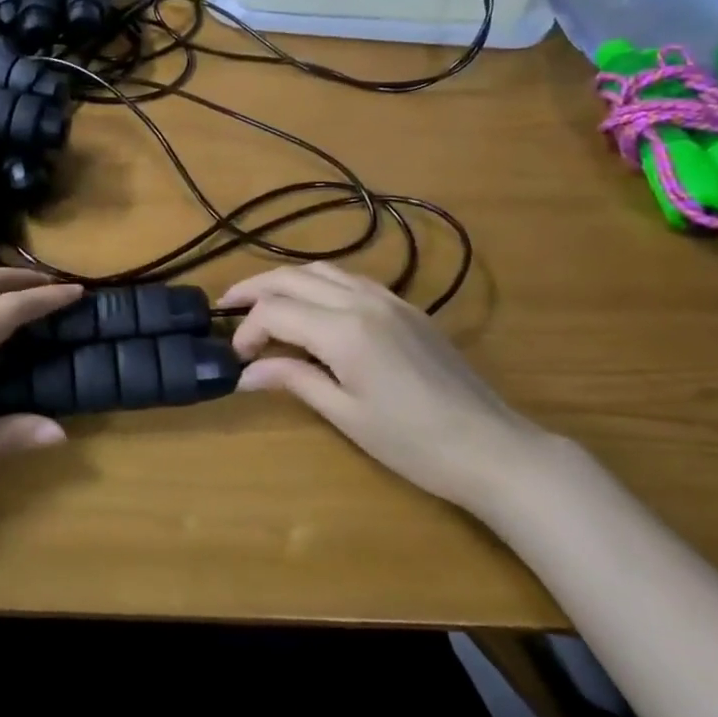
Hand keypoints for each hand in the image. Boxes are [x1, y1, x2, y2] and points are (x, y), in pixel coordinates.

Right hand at [217, 263, 550, 517]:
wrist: (491, 446)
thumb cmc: (414, 443)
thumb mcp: (347, 415)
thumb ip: (295, 380)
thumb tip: (247, 372)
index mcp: (345, 330)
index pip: (277, 311)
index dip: (248, 329)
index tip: (237, 357)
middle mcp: (363, 301)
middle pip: (294, 277)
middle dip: (255, 288)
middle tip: (225, 305)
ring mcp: (389, 299)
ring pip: (323, 270)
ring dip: (287, 280)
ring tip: (261, 301)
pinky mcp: (406, 308)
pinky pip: (351, 280)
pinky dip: (319, 284)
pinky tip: (311, 306)